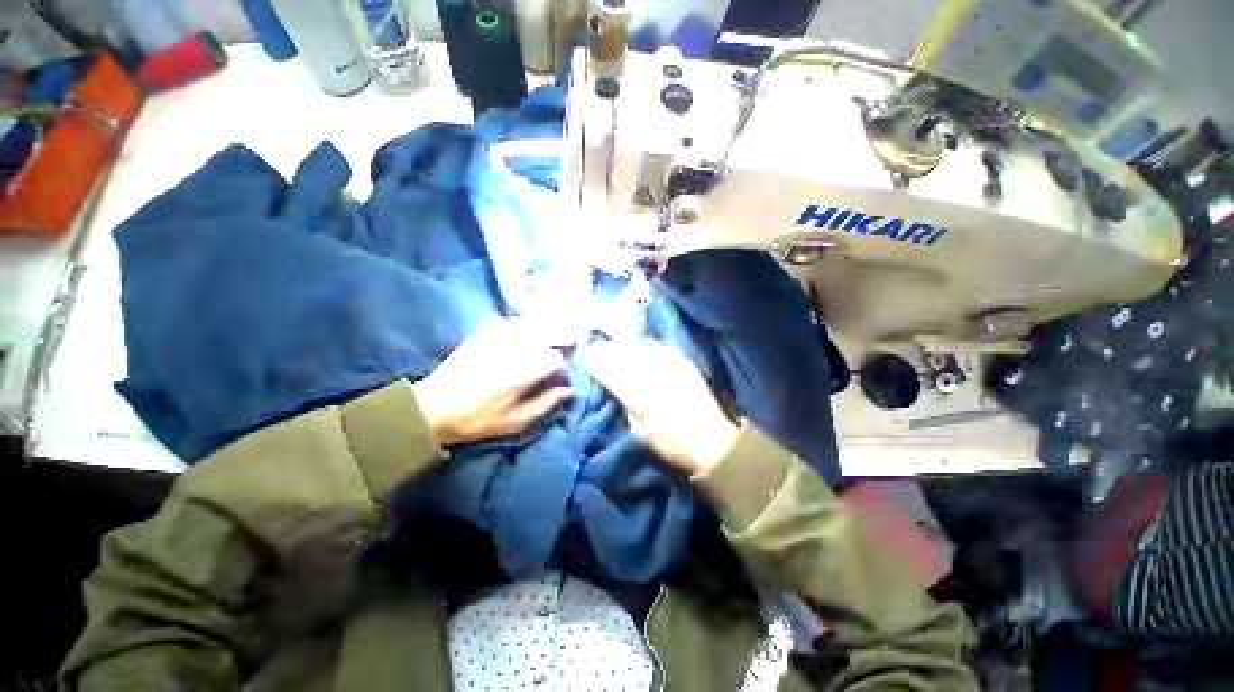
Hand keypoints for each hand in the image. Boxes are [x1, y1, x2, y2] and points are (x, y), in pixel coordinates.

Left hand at [413, 319, 570, 445]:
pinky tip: (527, 331)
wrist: (432, 409)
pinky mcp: (480, 335)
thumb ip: (544, 404)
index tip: (561, 376)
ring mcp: (492, 339)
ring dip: (545, 329)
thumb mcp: (514, 423)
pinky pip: (509, 322)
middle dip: (560, 339)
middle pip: (544, 334)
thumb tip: (568, 390)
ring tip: (553, 335)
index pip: (553, 358)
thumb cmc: (476, 420)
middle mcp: (508, 351)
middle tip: (568, 346)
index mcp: (517, 375)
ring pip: (529, 324)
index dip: (563, 366)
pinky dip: (524, 325)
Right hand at [583, 339, 737, 474]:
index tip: (583, 357)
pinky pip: (658, 346)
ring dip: (625, 345)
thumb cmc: (670, 443)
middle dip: (606, 348)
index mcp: (637, 393)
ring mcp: (669, 363)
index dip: (592, 360)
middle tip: (597, 350)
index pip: (607, 368)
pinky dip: (645, 346)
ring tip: (618, 349)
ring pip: (639, 343)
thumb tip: (611, 386)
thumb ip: (623, 402)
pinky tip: (643, 351)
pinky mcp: (682, 361)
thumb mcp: (637, 429)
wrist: (710, 441)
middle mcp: (652, 372)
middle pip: (621, 350)